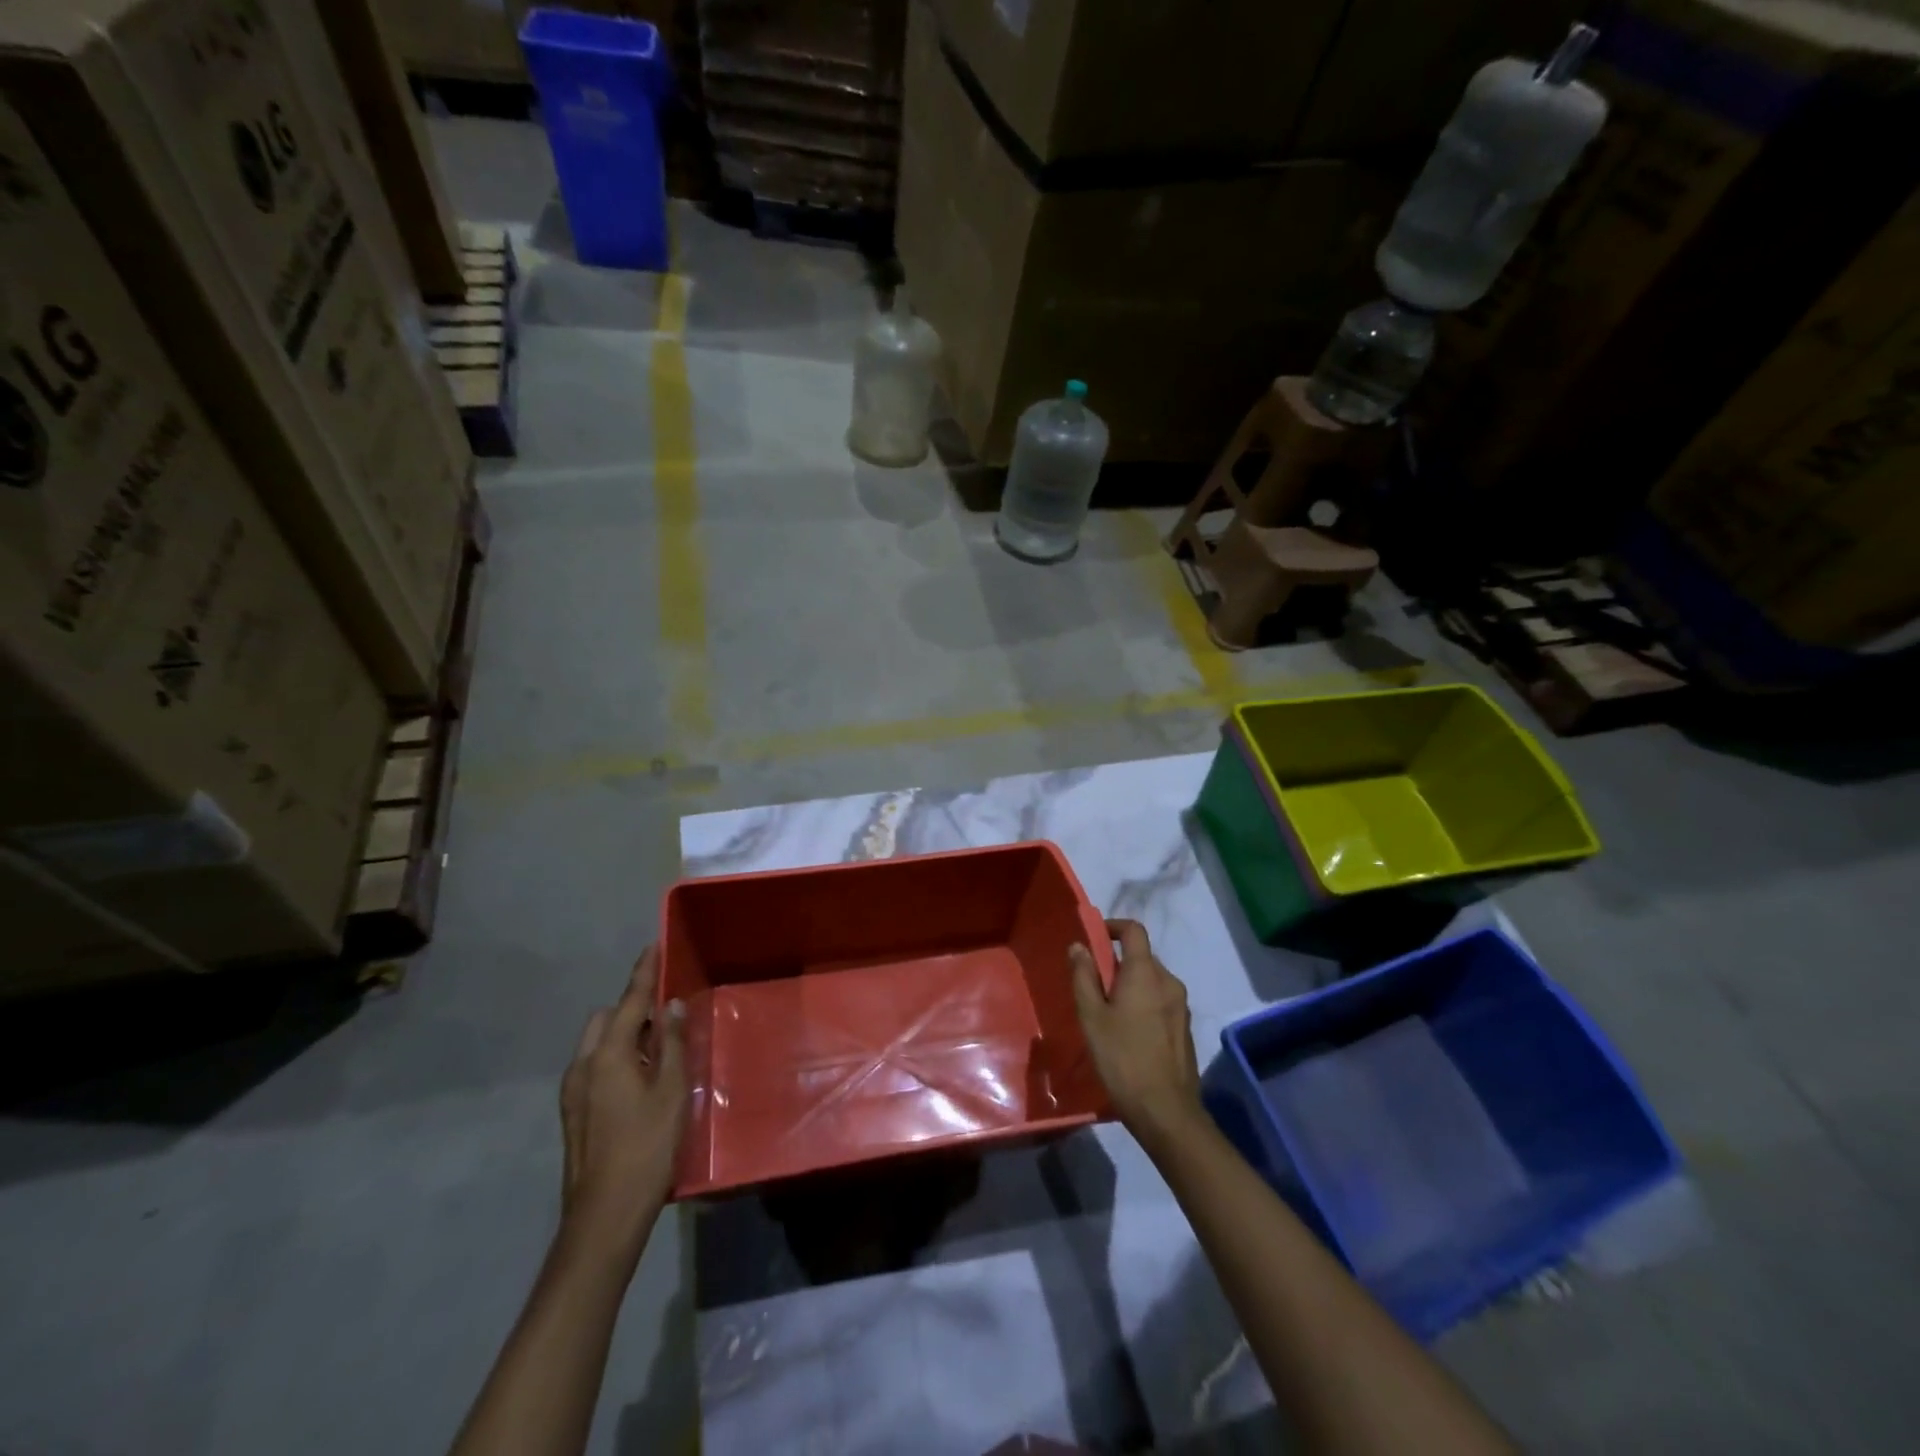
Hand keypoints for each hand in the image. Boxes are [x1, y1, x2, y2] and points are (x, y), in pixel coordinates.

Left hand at [559, 945, 687, 1259]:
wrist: (604, 1217)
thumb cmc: (646, 1147)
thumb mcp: (671, 1091)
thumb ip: (671, 1043)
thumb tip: (670, 1007)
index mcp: (607, 1055)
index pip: (629, 1001)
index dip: (644, 973)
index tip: (653, 946)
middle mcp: (582, 1066)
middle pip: (605, 1019)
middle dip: (631, 1008)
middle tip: (665, 1016)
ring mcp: (572, 1092)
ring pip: (597, 1044)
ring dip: (622, 1035)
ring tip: (657, 1050)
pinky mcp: (573, 1113)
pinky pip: (594, 1066)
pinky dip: (615, 1057)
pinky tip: (640, 1080)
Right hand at [1069, 918, 1201, 1151]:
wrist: (1166, 1111)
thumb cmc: (1122, 1058)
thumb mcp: (1092, 1017)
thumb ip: (1084, 977)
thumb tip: (1078, 946)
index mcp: (1146, 973)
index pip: (1134, 930)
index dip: (1113, 927)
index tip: (1093, 938)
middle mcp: (1169, 982)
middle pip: (1142, 957)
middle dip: (1117, 963)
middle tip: (1093, 987)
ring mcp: (1181, 1006)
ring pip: (1151, 981)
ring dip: (1130, 985)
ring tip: (1108, 1013)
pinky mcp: (1184, 1027)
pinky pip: (1161, 1001)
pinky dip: (1143, 1003)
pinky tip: (1128, 1033)